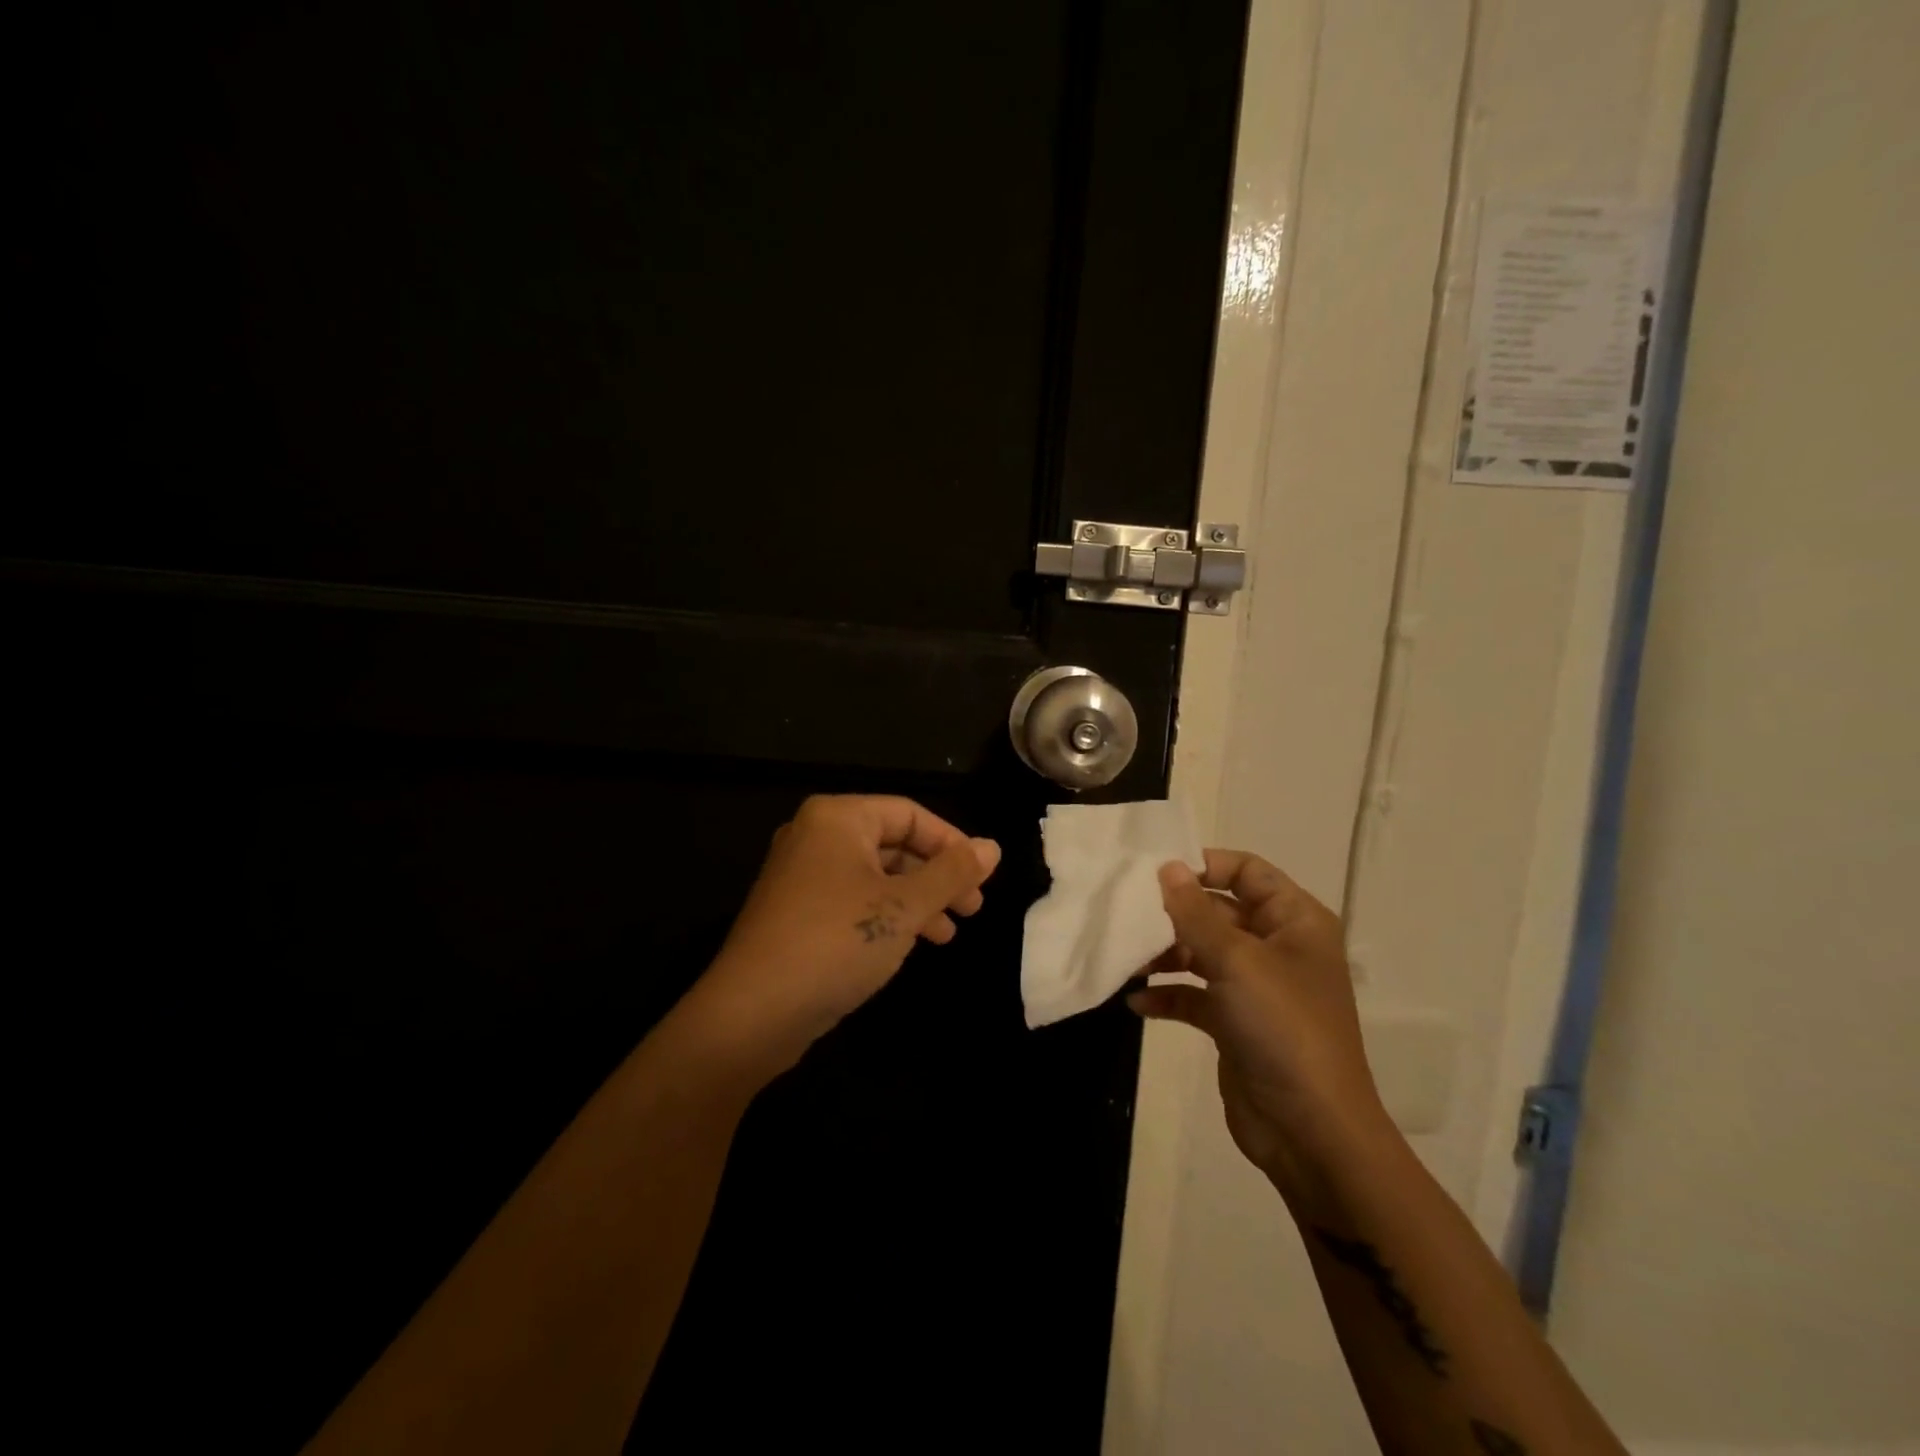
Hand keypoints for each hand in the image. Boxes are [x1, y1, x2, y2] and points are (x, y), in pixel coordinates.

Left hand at [688, 795, 1000, 1078]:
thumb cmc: (836, 942)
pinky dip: (886, 916)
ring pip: (875, 876)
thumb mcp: (904, 906)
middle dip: (936, 876)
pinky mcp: (796, 913)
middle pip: (893, 844)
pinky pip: (853, 900)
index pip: (909, 814)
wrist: (752, 1014)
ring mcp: (801, 876)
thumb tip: (992, 847)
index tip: (982, 877)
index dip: (951, 842)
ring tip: (949, 934)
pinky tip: (911, 943)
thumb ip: (951, 873)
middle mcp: (815, 837)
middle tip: (972, 909)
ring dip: (916, 901)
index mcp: (837, 818)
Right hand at [1128, 852, 1387, 1192]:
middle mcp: (1276, 947)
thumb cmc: (1282, 1028)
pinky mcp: (1235, 1023)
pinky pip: (1195, 995)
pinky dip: (1169, 994)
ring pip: (1202, 952)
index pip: (1247, 871)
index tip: (1156, 872)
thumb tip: (1167, 867)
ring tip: (1128, 960)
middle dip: (1174, 913)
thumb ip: (1195, 912)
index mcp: (1294, 921)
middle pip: (1218, 910)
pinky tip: (1137, 1003)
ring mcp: (1255, 987)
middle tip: (1128, 914)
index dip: (1205, 864)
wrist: (1310, 1132)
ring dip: (1165, 954)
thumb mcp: (1236, 961)